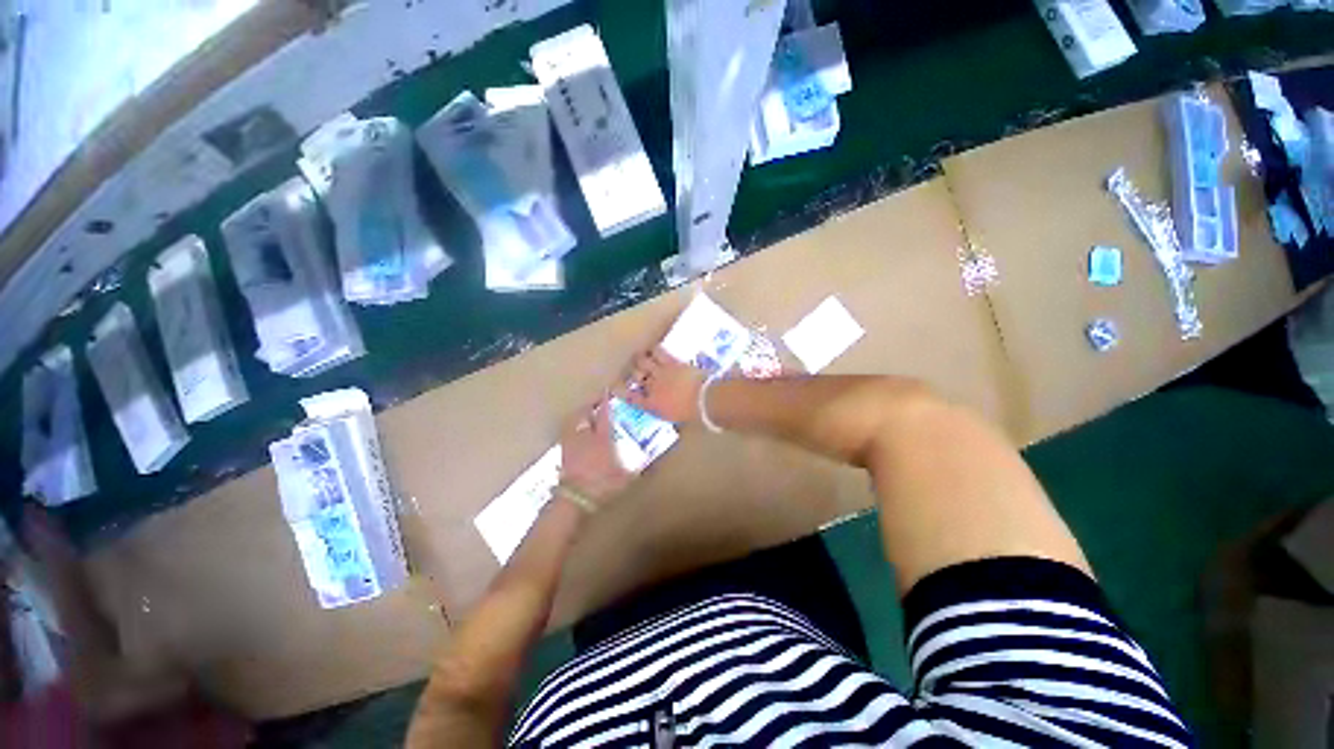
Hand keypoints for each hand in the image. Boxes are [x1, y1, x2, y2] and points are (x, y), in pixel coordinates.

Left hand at [558, 397, 634, 508]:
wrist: (575, 499)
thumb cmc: (603, 485)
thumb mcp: (626, 477)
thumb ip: (639, 467)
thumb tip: (652, 460)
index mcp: (602, 438)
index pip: (604, 415)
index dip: (605, 402)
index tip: (607, 392)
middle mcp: (585, 436)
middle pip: (583, 414)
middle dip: (588, 407)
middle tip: (593, 404)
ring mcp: (571, 445)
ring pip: (571, 423)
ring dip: (577, 417)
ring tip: (583, 416)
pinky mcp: (562, 454)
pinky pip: (566, 435)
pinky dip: (570, 430)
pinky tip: (574, 435)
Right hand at [616, 347, 706, 424]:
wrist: (705, 399)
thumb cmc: (691, 412)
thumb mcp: (673, 416)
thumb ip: (661, 409)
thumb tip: (658, 405)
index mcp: (651, 404)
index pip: (631, 397)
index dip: (622, 391)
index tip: (617, 387)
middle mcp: (652, 387)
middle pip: (634, 375)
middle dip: (633, 372)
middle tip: (634, 370)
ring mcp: (660, 373)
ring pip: (642, 361)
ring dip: (641, 359)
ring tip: (641, 357)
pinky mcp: (671, 362)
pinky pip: (658, 352)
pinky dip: (654, 349)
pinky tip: (654, 348)